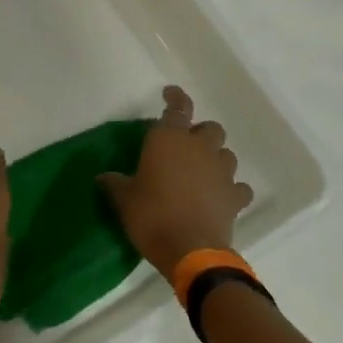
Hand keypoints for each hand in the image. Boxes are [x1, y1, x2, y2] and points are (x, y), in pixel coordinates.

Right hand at [99, 86, 253, 279]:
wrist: (190, 250)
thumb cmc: (151, 216)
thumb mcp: (124, 199)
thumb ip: (115, 183)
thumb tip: (103, 177)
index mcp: (169, 140)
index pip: (177, 108)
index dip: (175, 97)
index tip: (170, 93)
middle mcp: (199, 148)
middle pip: (210, 128)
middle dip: (200, 133)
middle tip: (186, 147)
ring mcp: (222, 172)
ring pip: (226, 154)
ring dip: (216, 158)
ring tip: (202, 172)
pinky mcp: (235, 197)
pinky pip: (238, 187)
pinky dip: (231, 189)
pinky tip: (221, 197)